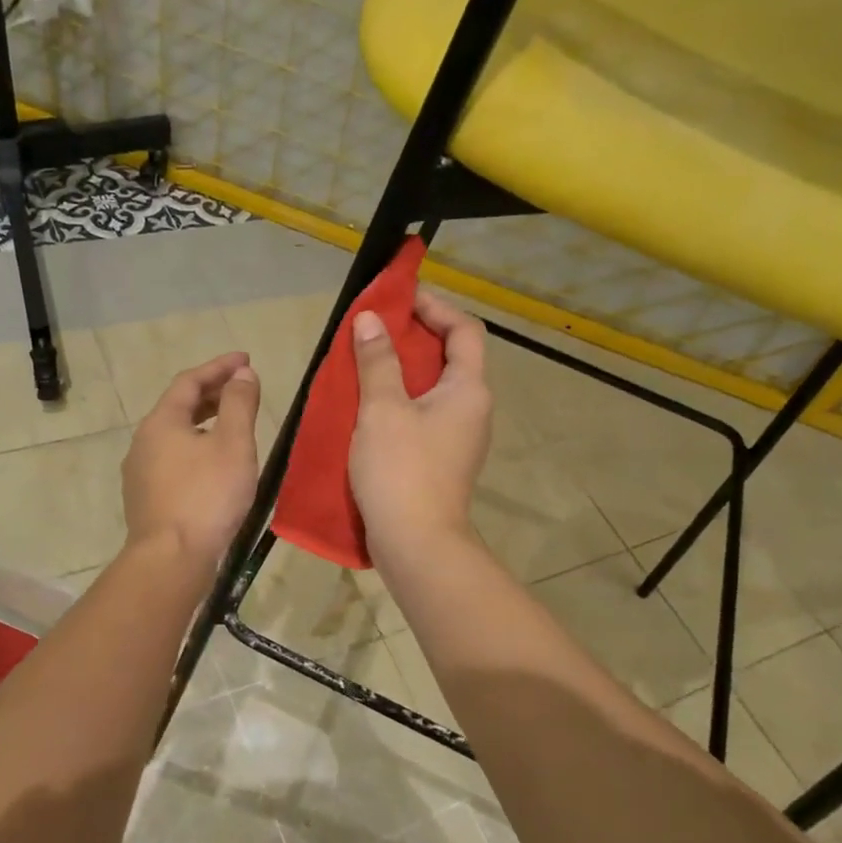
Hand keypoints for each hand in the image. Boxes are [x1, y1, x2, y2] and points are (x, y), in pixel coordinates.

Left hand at [122, 352, 261, 567]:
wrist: (171, 559)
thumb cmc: (207, 496)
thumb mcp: (233, 444)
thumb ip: (239, 404)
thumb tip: (243, 374)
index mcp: (162, 422)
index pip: (190, 381)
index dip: (219, 367)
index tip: (246, 360)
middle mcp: (144, 441)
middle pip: (178, 406)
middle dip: (211, 393)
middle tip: (242, 389)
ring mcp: (140, 472)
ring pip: (175, 435)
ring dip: (203, 422)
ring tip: (231, 425)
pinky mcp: (145, 498)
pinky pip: (172, 459)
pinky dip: (195, 448)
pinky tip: (213, 465)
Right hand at [349, 290, 491, 560]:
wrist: (417, 544)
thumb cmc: (402, 470)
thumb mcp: (383, 409)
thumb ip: (378, 361)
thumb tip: (371, 319)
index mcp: (469, 389)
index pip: (464, 329)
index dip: (435, 306)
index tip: (400, 298)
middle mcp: (473, 408)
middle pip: (452, 357)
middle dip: (416, 336)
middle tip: (376, 327)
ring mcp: (461, 437)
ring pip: (436, 388)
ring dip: (406, 369)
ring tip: (368, 361)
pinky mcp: (444, 459)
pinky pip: (426, 414)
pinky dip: (403, 399)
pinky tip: (370, 405)